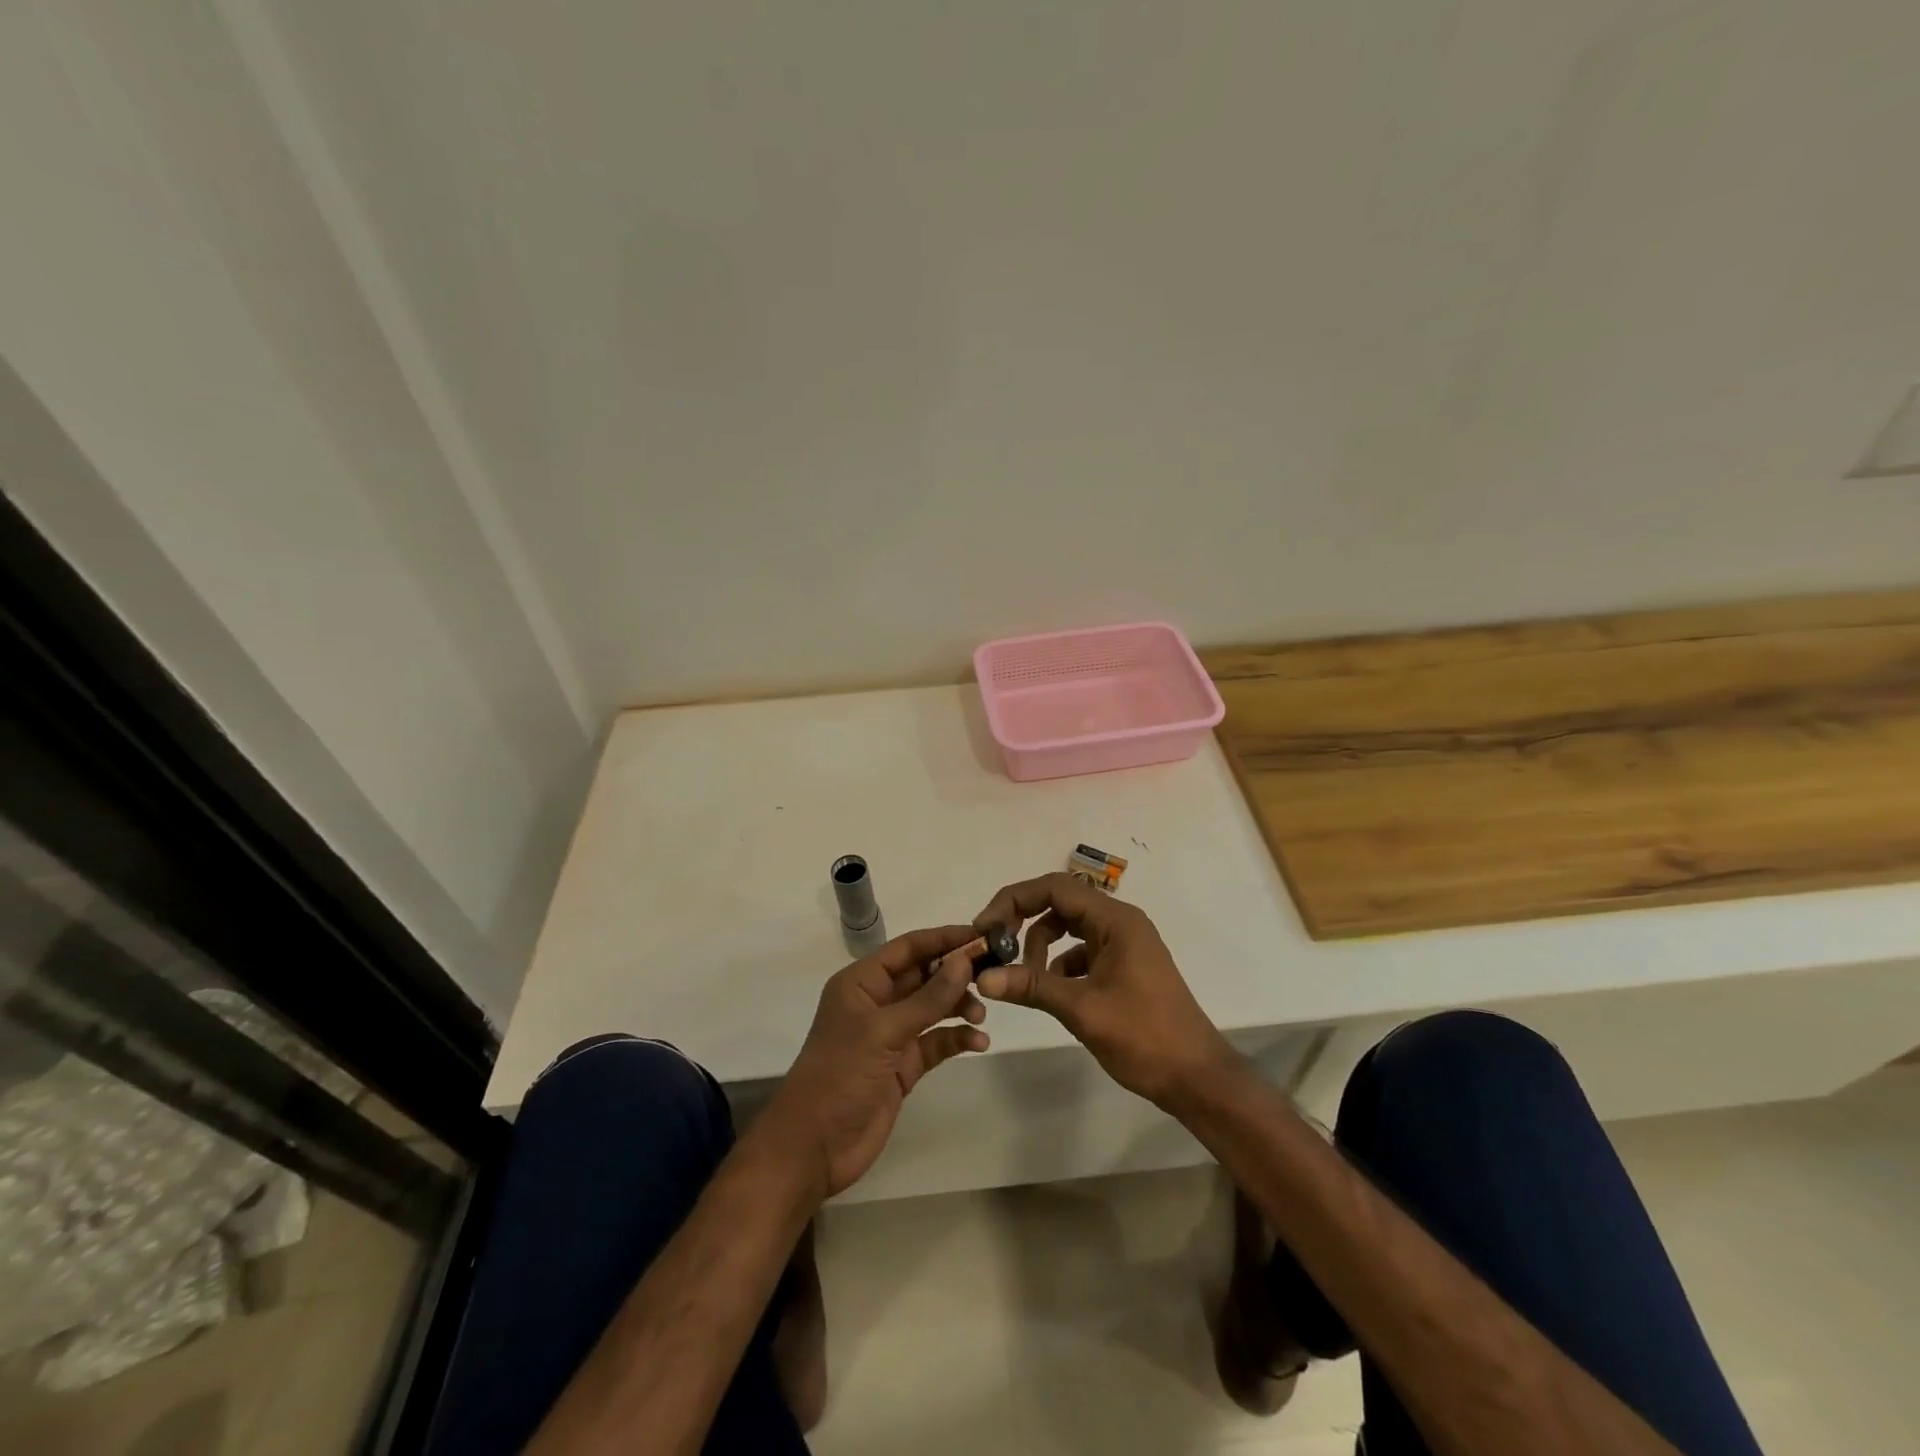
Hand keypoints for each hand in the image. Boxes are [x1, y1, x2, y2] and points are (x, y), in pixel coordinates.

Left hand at [763, 925, 990, 1198]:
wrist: (814, 1147)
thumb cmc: (840, 1074)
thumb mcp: (884, 1031)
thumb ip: (928, 998)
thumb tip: (964, 960)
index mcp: (862, 982)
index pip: (908, 948)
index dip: (943, 938)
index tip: (981, 935)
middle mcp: (877, 1002)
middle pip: (923, 975)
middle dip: (956, 973)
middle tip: (992, 973)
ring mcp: (891, 1035)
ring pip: (933, 1008)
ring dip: (958, 1006)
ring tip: (981, 1014)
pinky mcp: (903, 1066)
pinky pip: (935, 1042)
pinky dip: (956, 1039)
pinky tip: (978, 1042)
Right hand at [972, 873, 1237, 1108]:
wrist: (1197, 1078)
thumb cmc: (1144, 1037)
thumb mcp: (1082, 1009)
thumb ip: (1032, 986)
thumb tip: (982, 977)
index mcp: (1115, 919)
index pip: (1054, 888)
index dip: (1014, 900)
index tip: (985, 927)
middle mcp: (1120, 922)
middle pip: (1059, 903)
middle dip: (1023, 923)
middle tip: (995, 950)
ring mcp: (1124, 944)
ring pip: (1068, 927)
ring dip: (1040, 946)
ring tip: (1024, 978)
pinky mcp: (1124, 966)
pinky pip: (1081, 951)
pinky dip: (1059, 965)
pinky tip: (1051, 992)